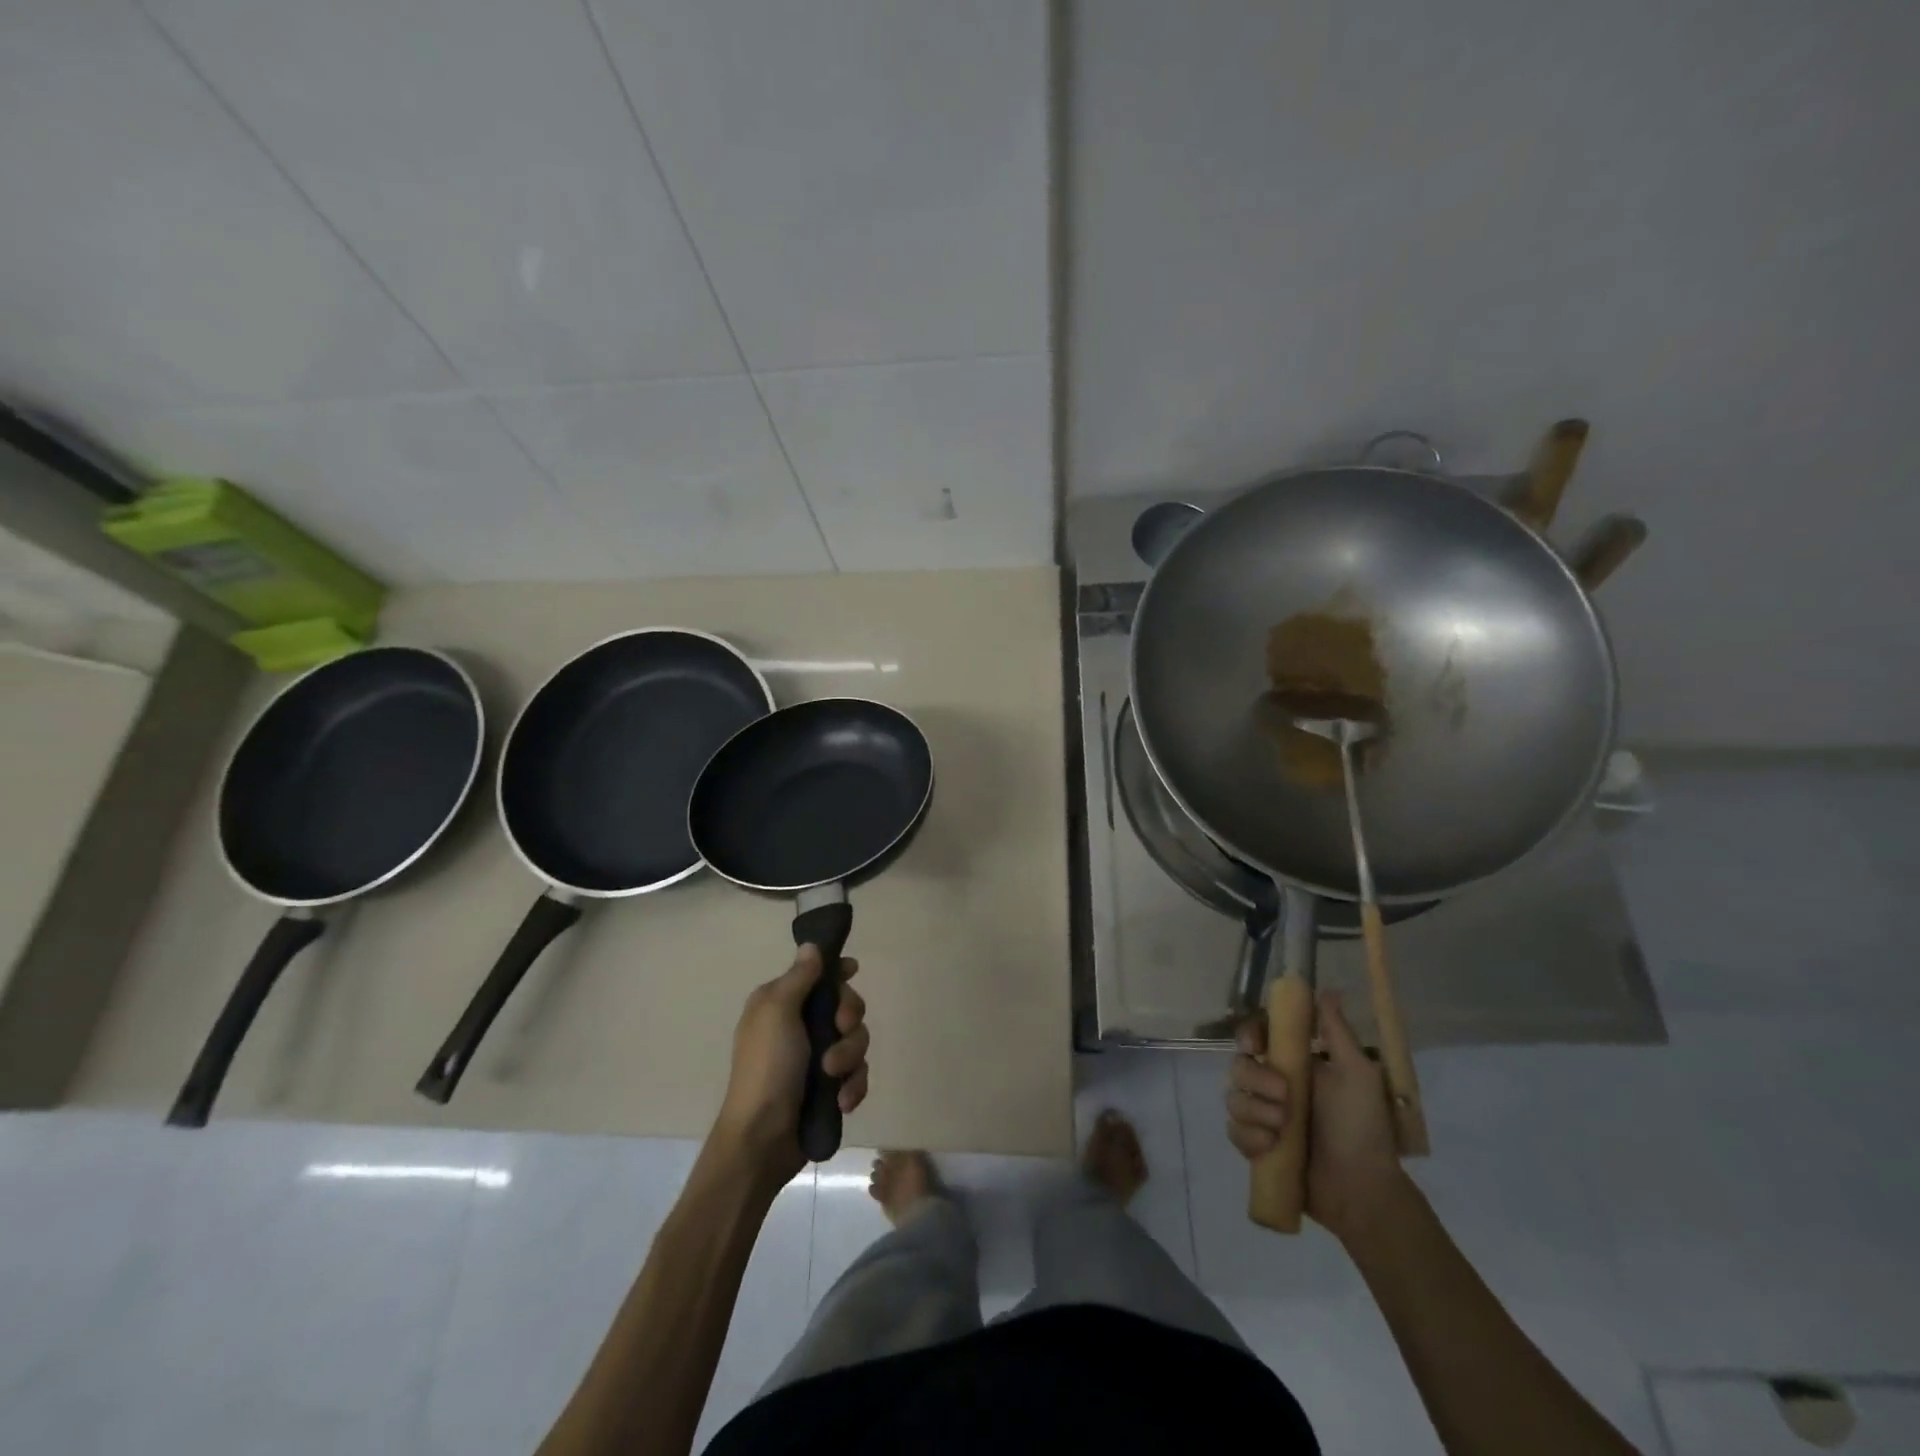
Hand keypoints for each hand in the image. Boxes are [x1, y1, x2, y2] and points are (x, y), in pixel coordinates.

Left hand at [714, 946, 869, 1181]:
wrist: (762, 1139)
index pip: (817, 974)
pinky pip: (857, 1074)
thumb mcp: (777, 1012)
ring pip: (856, 1040)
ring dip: (850, 1056)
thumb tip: (811, 945)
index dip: (838, 971)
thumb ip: (799, 977)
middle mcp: (799, 1025)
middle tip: (840, 1030)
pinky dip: (853, 1085)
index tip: (853, 971)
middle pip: (845, 1004)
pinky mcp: (830, 1088)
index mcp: (781, 1003)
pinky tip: (843, 1101)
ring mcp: (816, 1058)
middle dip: (849, 1018)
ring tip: (833, 1077)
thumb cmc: (766, 1067)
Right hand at [1226, 990, 1405, 1239]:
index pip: (1257, 1036)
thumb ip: (1337, 1032)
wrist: (1363, 1189)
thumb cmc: (1363, 1127)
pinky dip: (1250, 1137)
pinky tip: (1271, 1147)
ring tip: (1283, 1129)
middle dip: (1256, 1080)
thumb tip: (1327, 989)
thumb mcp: (1358, 1074)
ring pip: (1233, 1097)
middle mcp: (1273, 1085)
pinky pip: (1233, 1130)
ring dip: (1255, 1111)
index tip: (1255, 1044)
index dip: (1248, 1034)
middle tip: (1285, 1098)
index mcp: (1296, 1064)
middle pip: (1238, 1065)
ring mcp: (1262, 1116)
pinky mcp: (1255, 1146)